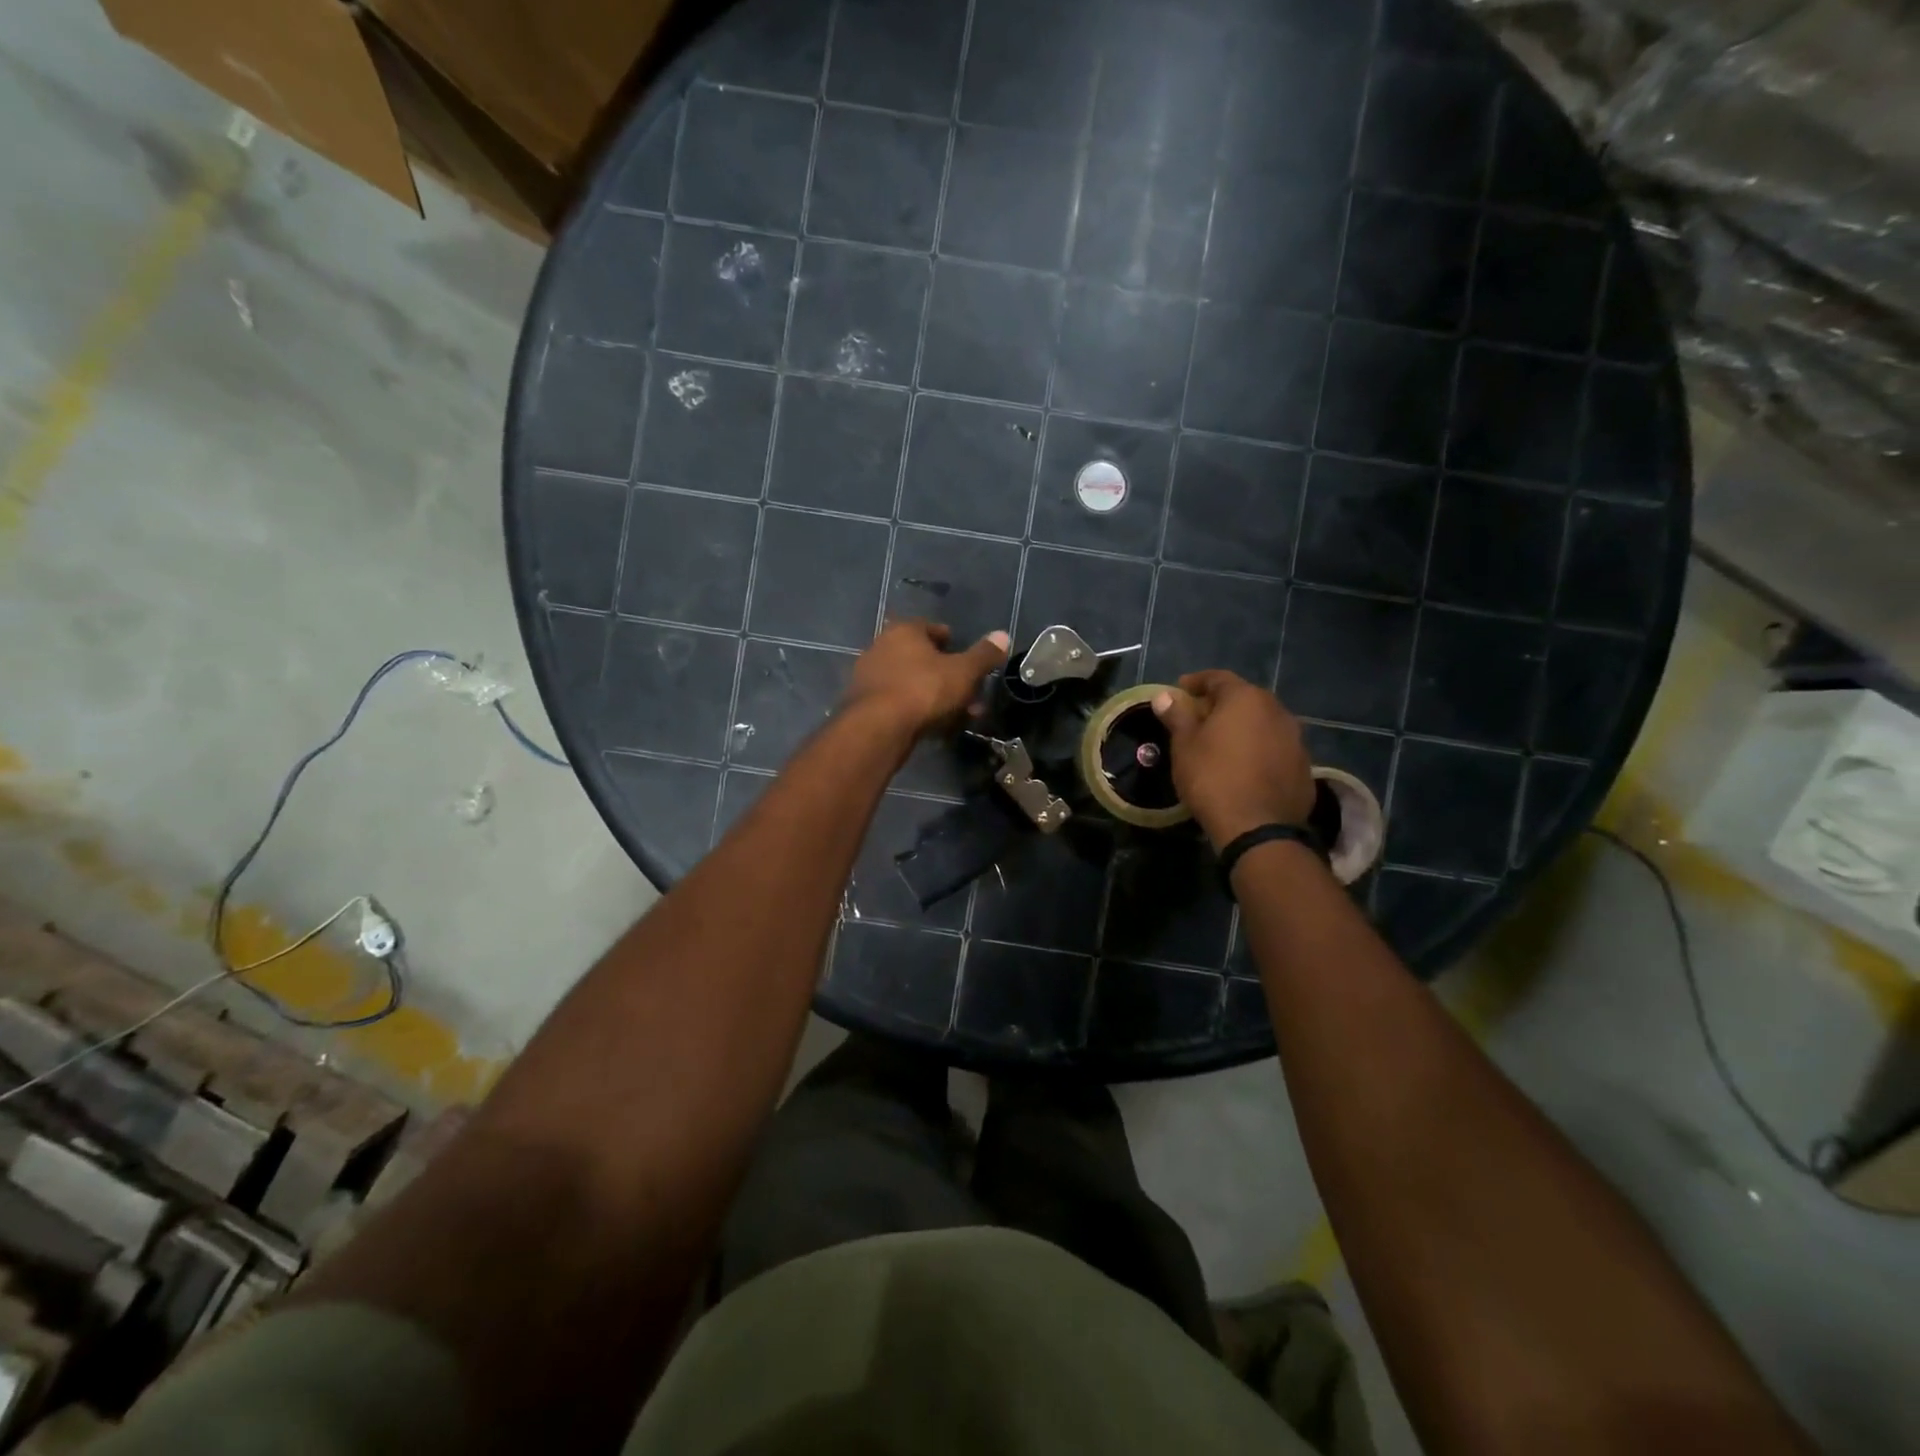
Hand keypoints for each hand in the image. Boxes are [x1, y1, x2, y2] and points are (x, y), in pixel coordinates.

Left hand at [844, 620, 1009, 738]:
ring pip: (911, 682)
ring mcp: (869, 676)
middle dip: (947, 676)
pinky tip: (933, 726)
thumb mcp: (963, 672)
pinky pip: (898, 702)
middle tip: (968, 693)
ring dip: (934, 695)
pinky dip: (916, 710)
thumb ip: (984, 655)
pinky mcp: (863, 704)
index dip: (951, 642)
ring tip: (957, 715)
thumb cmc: (924, 690)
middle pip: (921, 658)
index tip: (966, 659)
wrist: (878, 728)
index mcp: (904, 631)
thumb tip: (1003, 635)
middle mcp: (881, 646)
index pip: (931, 628)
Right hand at [1151, 670, 1315, 849]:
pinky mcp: (1304, 766)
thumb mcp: (1185, 746)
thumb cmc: (1213, 778)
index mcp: (1246, 699)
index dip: (1196, 682)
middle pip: (1244, 699)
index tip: (1180, 690)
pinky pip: (1275, 748)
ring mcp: (1295, 739)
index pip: (1218, 678)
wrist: (1258, 828)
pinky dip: (1259, 750)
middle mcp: (1277, 711)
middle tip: (1199, 718)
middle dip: (1221, 705)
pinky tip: (1245, 767)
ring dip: (1243, 728)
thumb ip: (1177, 715)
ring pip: (1263, 723)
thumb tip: (1164, 696)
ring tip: (1222, 744)